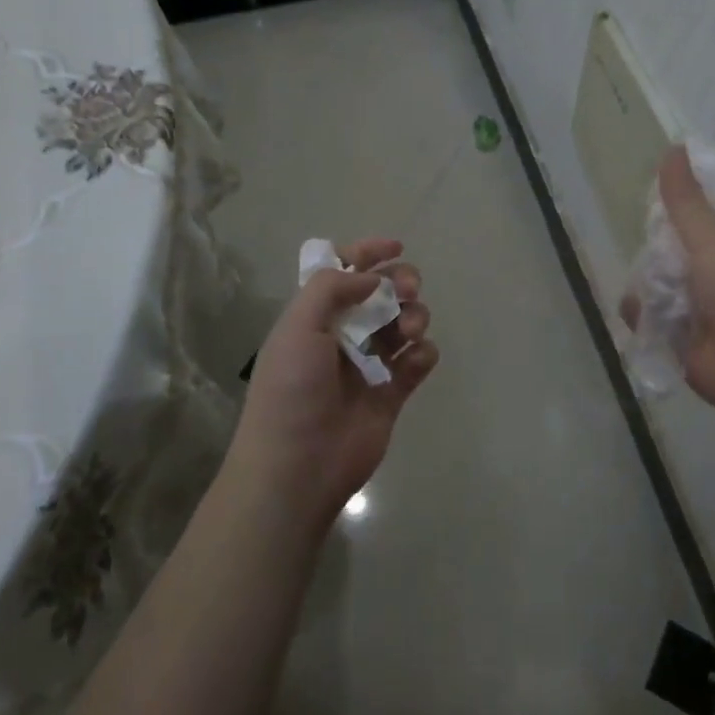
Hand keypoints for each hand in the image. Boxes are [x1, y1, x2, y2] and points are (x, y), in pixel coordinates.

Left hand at [230, 238, 437, 524]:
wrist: (298, 467)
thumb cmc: (291, 391)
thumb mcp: (298, 327)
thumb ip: (333, 289)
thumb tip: (371, 276)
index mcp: (314, 317)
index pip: (343, 273)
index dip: (368, 254)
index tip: (396, 247)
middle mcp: (342, 336)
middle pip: (381, 295)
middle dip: (399, 283)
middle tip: (408, 289)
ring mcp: (369, 365)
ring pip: (403, 324)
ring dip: (413, 315)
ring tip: (410, 329)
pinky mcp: (392, 394)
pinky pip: (417, 362)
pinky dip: (423, 354)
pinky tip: (417, 358)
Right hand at [623, 147, 714, 430]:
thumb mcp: (713, 238)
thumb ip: (686, 200)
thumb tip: (674, 146)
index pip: (691, 211)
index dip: (669, 202)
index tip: (643, 193)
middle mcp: (707, 269)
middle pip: (665, 248)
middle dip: (650, 249)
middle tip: (641, 250)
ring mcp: (691, 304)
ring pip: (650, 282)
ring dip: (644, 286)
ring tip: (649, 293)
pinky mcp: (674, 336)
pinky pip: (644, 317)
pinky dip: (640, 317)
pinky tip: (643, 319)